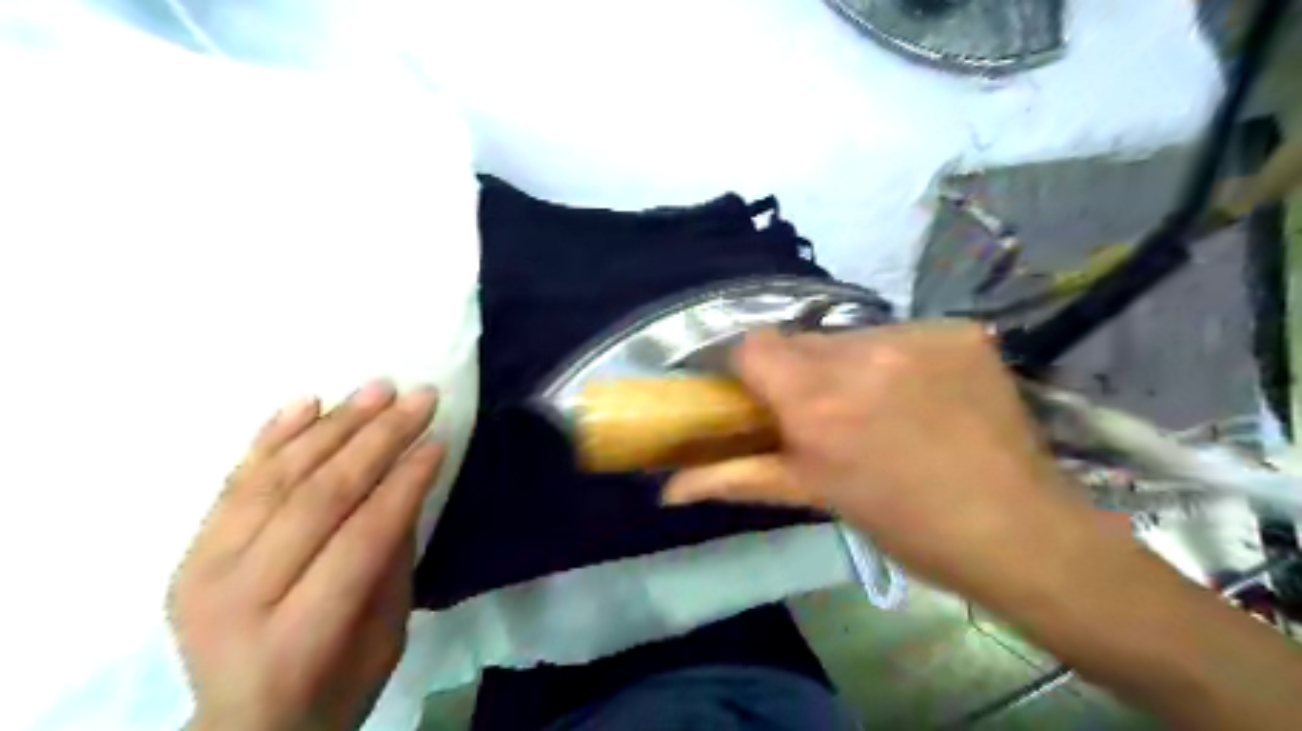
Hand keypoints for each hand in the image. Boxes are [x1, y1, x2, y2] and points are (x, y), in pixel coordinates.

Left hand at [167, 384, 443, 729]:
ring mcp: (202, 570)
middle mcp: (239, 598)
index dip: (405, 483)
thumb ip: (393, 558)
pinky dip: (272, 436)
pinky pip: (235, 481)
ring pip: (277, 478)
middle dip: (377, 439)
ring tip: (377, 389)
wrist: (244, 724)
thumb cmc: (335, 686)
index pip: (361, 536)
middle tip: (419, 398)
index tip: (439, 439)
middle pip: (317, 496)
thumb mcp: (386, 634)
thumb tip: (407, 482)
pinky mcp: (188, 552)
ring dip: (334, 425)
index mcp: (298, 635)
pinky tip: (308, 401)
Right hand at [664, 323, 1095, 594]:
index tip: (762, 398)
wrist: (1018, 530)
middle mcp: (861, 354)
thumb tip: (668, 487)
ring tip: (879, 407)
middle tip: (824, 412)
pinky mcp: (958, 332)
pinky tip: (922, 395)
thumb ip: (734, 479)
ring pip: (851, 337)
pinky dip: (899, 359)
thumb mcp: (814, 496)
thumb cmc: (904, 524)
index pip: (753, 346)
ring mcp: (916, 337)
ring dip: (850, 365)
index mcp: (818, 400)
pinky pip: (903, 335)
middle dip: (801, 372)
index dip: (750, 370)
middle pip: (801, 341)